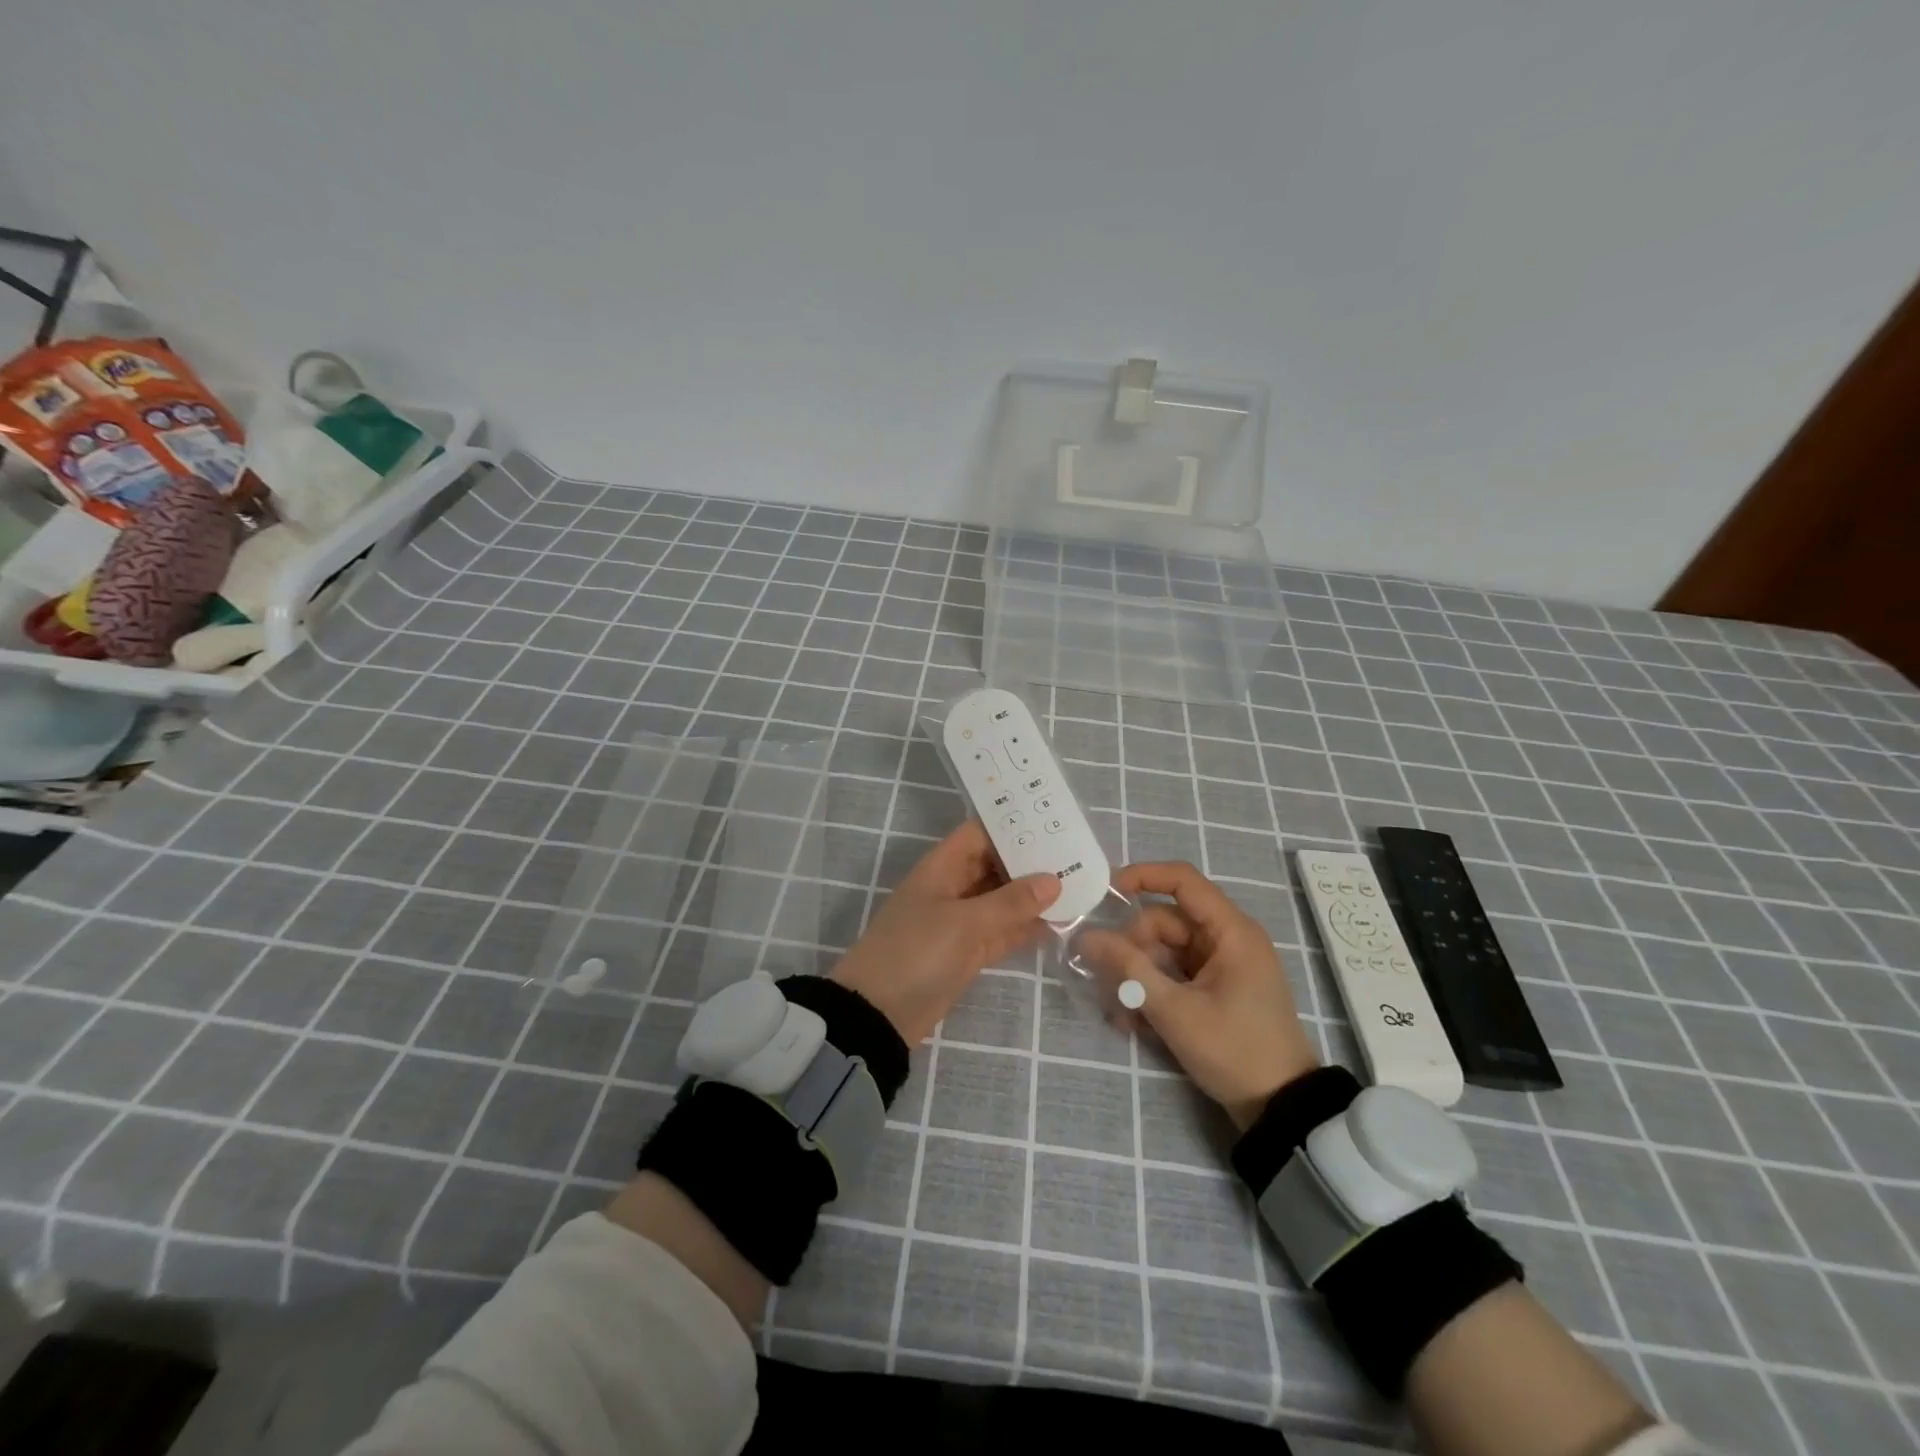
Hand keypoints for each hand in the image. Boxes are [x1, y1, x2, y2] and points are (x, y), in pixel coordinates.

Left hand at [831, 819, 1060, 1043]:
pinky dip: (1026, 927)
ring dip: (1033, 896)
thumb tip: (1053, 880)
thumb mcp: (965, 923)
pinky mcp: (968, 952)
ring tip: (1078, 885)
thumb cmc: (916, 953)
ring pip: (1002, 900)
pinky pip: (1002, 931)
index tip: (1052, 823)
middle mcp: (952, 888)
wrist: (879, 1014)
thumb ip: (1010, 902)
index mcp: (942, 868)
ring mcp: (960, 921)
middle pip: (995, 865)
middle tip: (1077, 855)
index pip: (980, 834)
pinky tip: (1060, 923)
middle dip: (1030, 862)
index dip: (1011, 826)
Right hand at [1079, 861, 1317, 1128]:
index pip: (1182, 880)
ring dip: (1137, 975)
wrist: (1281, 1110)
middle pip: (1164, 922)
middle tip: (1108, 982)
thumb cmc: (1235, 1051)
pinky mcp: (1215, 988)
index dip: (1142, 876)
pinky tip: (1132, 1022)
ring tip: (1118, 1012)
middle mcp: (1226, 939)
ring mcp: (1221, 965)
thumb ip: (1129, 970)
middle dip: (1132, 949)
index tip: (1104, 893)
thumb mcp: (1175, 1011)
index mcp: (1230, 931)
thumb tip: (1087, 936)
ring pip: (1164, 951)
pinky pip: (1173, 974)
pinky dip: (1152, 990)